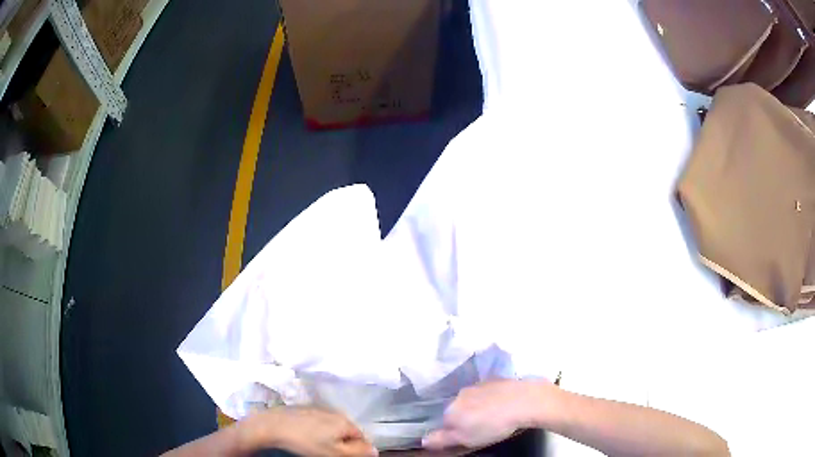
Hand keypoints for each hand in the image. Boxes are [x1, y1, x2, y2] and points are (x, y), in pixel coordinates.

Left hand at [246, 406, 377, 456]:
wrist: (271, 426)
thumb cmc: (305, 442)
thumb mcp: (335, 453)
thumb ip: (358, 452)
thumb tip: (374, 450)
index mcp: (344, 421)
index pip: (362, 438)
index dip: (356, 449)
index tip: (342, 456)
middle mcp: (334, 411)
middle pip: (346, 431)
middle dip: (342, 442)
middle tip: (328, 452)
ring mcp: (316, 408)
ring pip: (330, 426)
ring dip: (328, 436)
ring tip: (315, 445)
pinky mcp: (301, 408)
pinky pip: (316, 421)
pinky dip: (315, 429)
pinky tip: (304, 436)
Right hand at [422, 380, 552, 450]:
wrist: (524, 401)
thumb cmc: (492, 425)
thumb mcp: (465, 439)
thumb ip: (442, 439)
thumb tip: (423, 440)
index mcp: (451, 410)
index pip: (444, 422)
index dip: (454, 431)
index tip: (467, 437)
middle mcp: (460, 394)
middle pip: (458, 409)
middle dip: (466, 417)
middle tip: (481, 428)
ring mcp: (478, 385)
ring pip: (473, 399)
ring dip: (478, 407)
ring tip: (494, 416)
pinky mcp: (495, 380)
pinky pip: (488, 392)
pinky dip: (491, 398)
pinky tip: (502, 405)